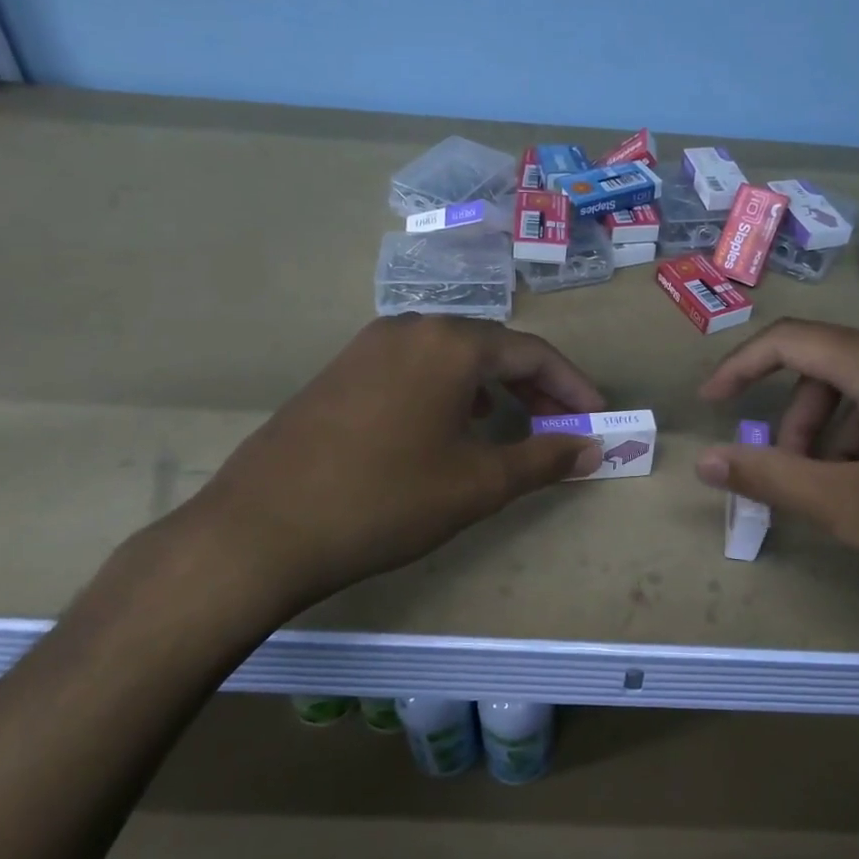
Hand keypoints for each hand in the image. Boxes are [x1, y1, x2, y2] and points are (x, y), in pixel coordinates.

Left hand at [176, 315, 602, 625]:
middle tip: (562, 423)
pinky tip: (450, 424)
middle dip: (534, 385)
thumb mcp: (477, 484)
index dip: (572, 386)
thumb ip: (543, 458)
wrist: (262, 530)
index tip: (596, 418)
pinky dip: (449, 390)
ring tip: (512, 422)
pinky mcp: (340, 371)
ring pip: (450, 356)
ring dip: (491, 385)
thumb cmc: (386, 501)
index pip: (532, 352)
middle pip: (491, 347)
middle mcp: (409, 328)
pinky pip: (414, 368)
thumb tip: (591, 447)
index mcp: (449, 343)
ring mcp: (367, 346)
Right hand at [693, 319, 858, 635]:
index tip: (711, 403)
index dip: (739, 367)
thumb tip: (706, 460)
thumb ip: (772, 478)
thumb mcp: (853, 508)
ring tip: (845, 492)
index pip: (790, 339)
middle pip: (831, 367)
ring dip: (837, 432)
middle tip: (794, 477)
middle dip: (796, 420)